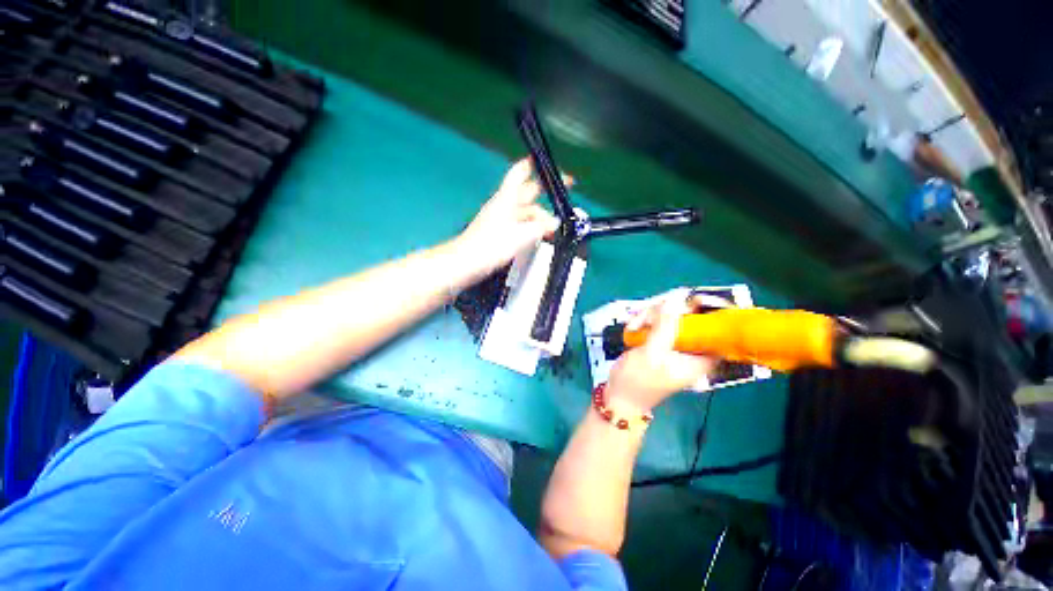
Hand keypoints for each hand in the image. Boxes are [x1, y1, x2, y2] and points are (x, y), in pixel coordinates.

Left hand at [454, 158, 568, 276]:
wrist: (467, 262)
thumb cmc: (492, 245)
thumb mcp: (521, 235)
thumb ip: (541, 227)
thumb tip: (555, 221)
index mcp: (507, 198)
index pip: (521, 172)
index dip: (534, 164)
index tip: (550, 164)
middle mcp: (505, 204)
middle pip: (527, 193)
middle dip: (545, 193)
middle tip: (563, 197)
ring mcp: (502, 218)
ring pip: (526, 212)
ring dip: (540, 217)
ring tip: (554, 228)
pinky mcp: (500, 232)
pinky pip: (521, 225)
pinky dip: (532, 228)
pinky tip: (540, 237)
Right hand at [606, 290, 718, 412]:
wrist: (618, 396)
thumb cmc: (637, 380)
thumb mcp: (651, 354)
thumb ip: (664, 327)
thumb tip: (674, 301)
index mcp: (699, 358)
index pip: (714, 330)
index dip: (707, 312)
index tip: (689, 300)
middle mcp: (690, 350)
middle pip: (688, 318)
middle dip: (665, 312)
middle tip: (645, 316)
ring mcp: (673, 345)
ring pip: (669, 318)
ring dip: (649, 317)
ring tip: (633, 326)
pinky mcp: (659, 343)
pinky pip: (656, 324)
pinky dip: (644, 322)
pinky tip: (631, 328)